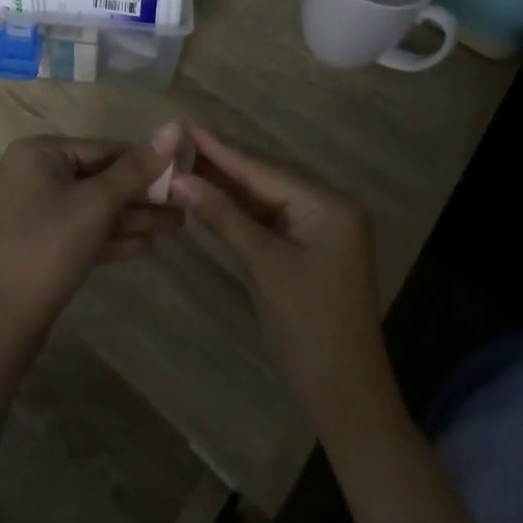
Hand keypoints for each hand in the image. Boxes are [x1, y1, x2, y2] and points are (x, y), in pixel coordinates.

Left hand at [0, 135, 182, 349]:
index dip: (145, 163)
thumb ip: (136, 168)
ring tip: (177, 225)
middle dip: (141, 195)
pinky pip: (80, 230)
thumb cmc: (48, 246)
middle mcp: (32, 174)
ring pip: (92, 207)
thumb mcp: (97, 203)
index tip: (182, 174)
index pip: (103, 149)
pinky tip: (147, 244)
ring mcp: (33, 211)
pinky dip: (110, 236)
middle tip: (184, 206)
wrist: (1, 321)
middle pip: (98, 178)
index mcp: (38, 152)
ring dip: (132, 217)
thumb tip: (173, 128)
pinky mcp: (39, 243)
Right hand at [169, 126, 391, 427]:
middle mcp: (328, 206)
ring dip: (225, 186)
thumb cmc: (310, 328)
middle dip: (220, 164)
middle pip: (264, 179)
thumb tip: (180, 178)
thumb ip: (224, 217)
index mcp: (329, 204)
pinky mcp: (307, 246)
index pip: (264, 170)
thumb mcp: (264, 266)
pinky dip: (237, 210)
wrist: (345, 396)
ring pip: (263, 197)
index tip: (184, 126)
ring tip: (182, 160)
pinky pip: (267, 218)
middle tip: (176, 141)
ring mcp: (319, 227)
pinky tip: (208, 194)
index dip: (221, 150)